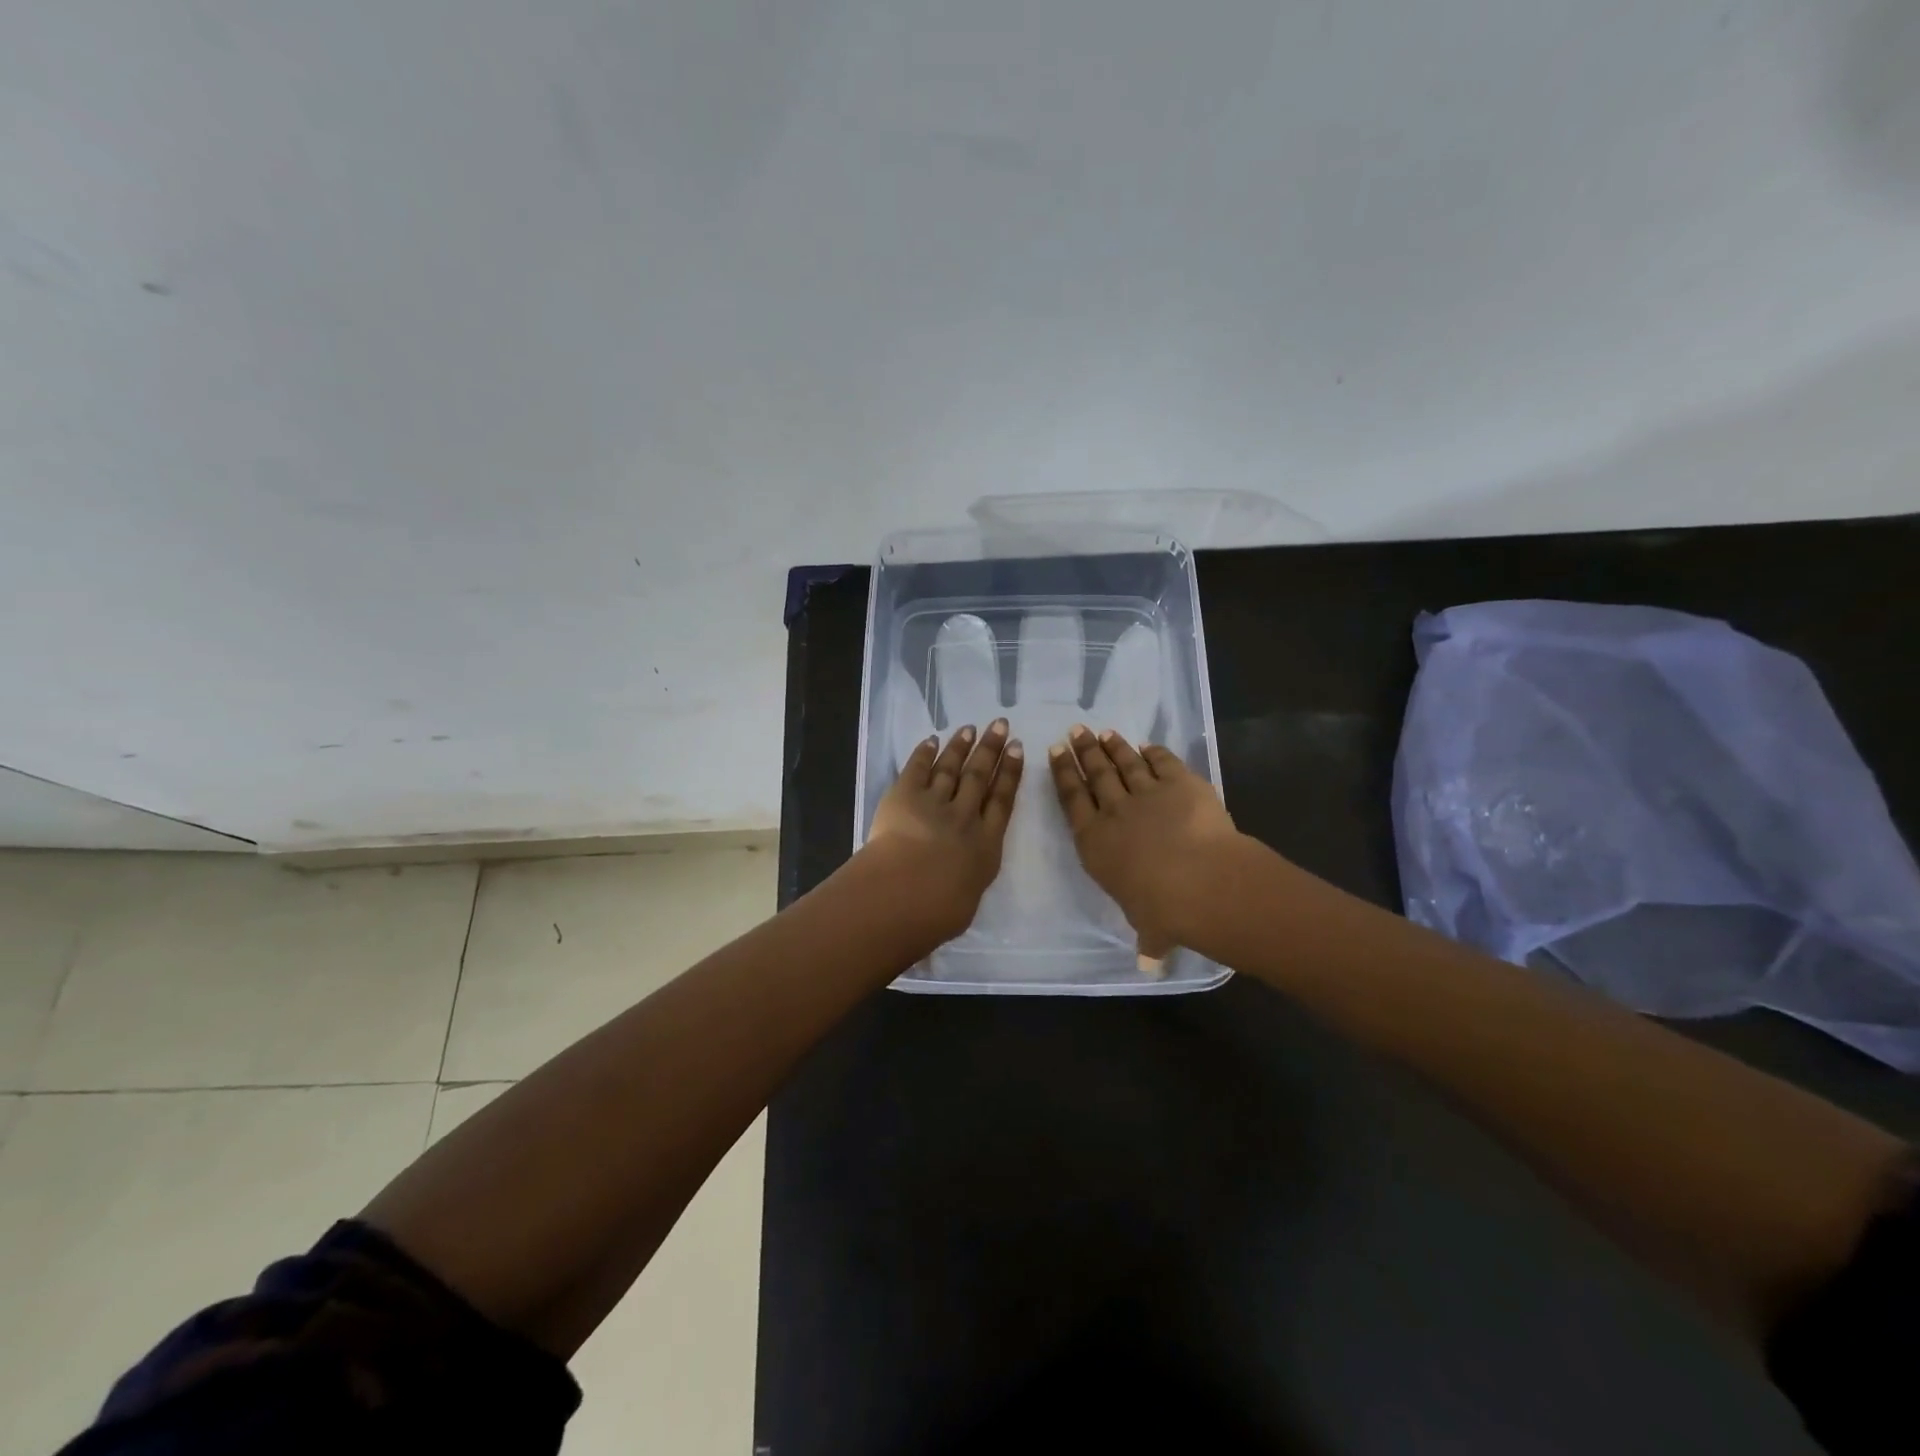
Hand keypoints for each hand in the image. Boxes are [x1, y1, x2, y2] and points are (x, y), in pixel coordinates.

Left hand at [863, 719, 1024, 943]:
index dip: (1010, 773)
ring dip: (961, 747)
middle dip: (991, 749)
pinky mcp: (904, 797)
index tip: (1018, 749)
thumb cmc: (939, 912)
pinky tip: (932, 740)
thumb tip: (961, 881)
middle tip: (1000, 724)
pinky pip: (917, 770)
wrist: (905, 894)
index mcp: (986, 844)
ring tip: (970, 729)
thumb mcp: (965, 902)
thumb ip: (966, 883)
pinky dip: (924, 753)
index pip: (1002, 801)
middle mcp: (965, 817)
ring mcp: (934, 803)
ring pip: (951, 769)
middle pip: (979, 776)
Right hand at [1049, 725, 1238, 956]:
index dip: (1063, 775)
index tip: (1055, 753)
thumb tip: (1148, 965)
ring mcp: (1147, 793)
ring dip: (1113, 746)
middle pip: (1094, 774)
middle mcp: (1114, 812)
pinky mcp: (1180, 783)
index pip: (1072, 800)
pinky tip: (1148, 745)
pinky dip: (1154, 752)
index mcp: (1095, 842)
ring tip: (1102, 732)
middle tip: (1075, 732)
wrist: (1202, 882)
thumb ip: (1147, 939)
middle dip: (1083, 751)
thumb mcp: (1149, 928)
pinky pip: (1163, 762)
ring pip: (1124, 763)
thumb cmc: (1164, 910)